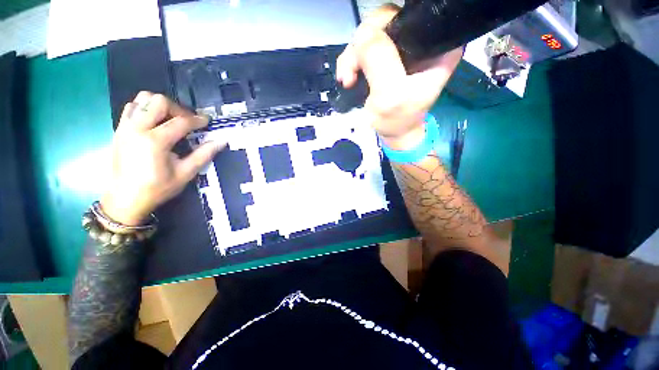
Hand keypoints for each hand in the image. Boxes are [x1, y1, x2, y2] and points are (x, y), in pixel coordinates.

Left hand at [101, 92, 226, 225]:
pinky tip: (155, 122)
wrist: (125, 199)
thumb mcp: (185, 174)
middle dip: (178, 109)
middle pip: (159, 101)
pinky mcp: (119, 129)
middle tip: (187, 122)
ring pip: (142, 99)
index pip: (181, 122)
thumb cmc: (157, 188)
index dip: (198, 120)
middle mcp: (137, 128)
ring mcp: (125, 127)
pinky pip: (132, 107)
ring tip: (171, 119)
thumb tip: (221, 142)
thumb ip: (203, 155)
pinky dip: (145, 109)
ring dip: (160, 106)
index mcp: (155, 141)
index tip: (207, 122)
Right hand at [335, 4, 462, 149]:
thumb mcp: (391, 95)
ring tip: (347, 79)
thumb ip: (380, 62)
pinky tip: (347, 77)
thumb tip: (362, 33)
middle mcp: (420, 41)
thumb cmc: (397, 120)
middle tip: (351, 72)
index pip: (408, 17)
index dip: (382, 29)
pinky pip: (363, 48)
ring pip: (370, 36)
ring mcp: (400, 49)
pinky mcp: (385, 58)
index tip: (366, 55)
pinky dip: (351, 61)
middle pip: (384, 23)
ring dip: (352, 57)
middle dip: (362, 47)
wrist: (392, 132)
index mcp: (435, 45)